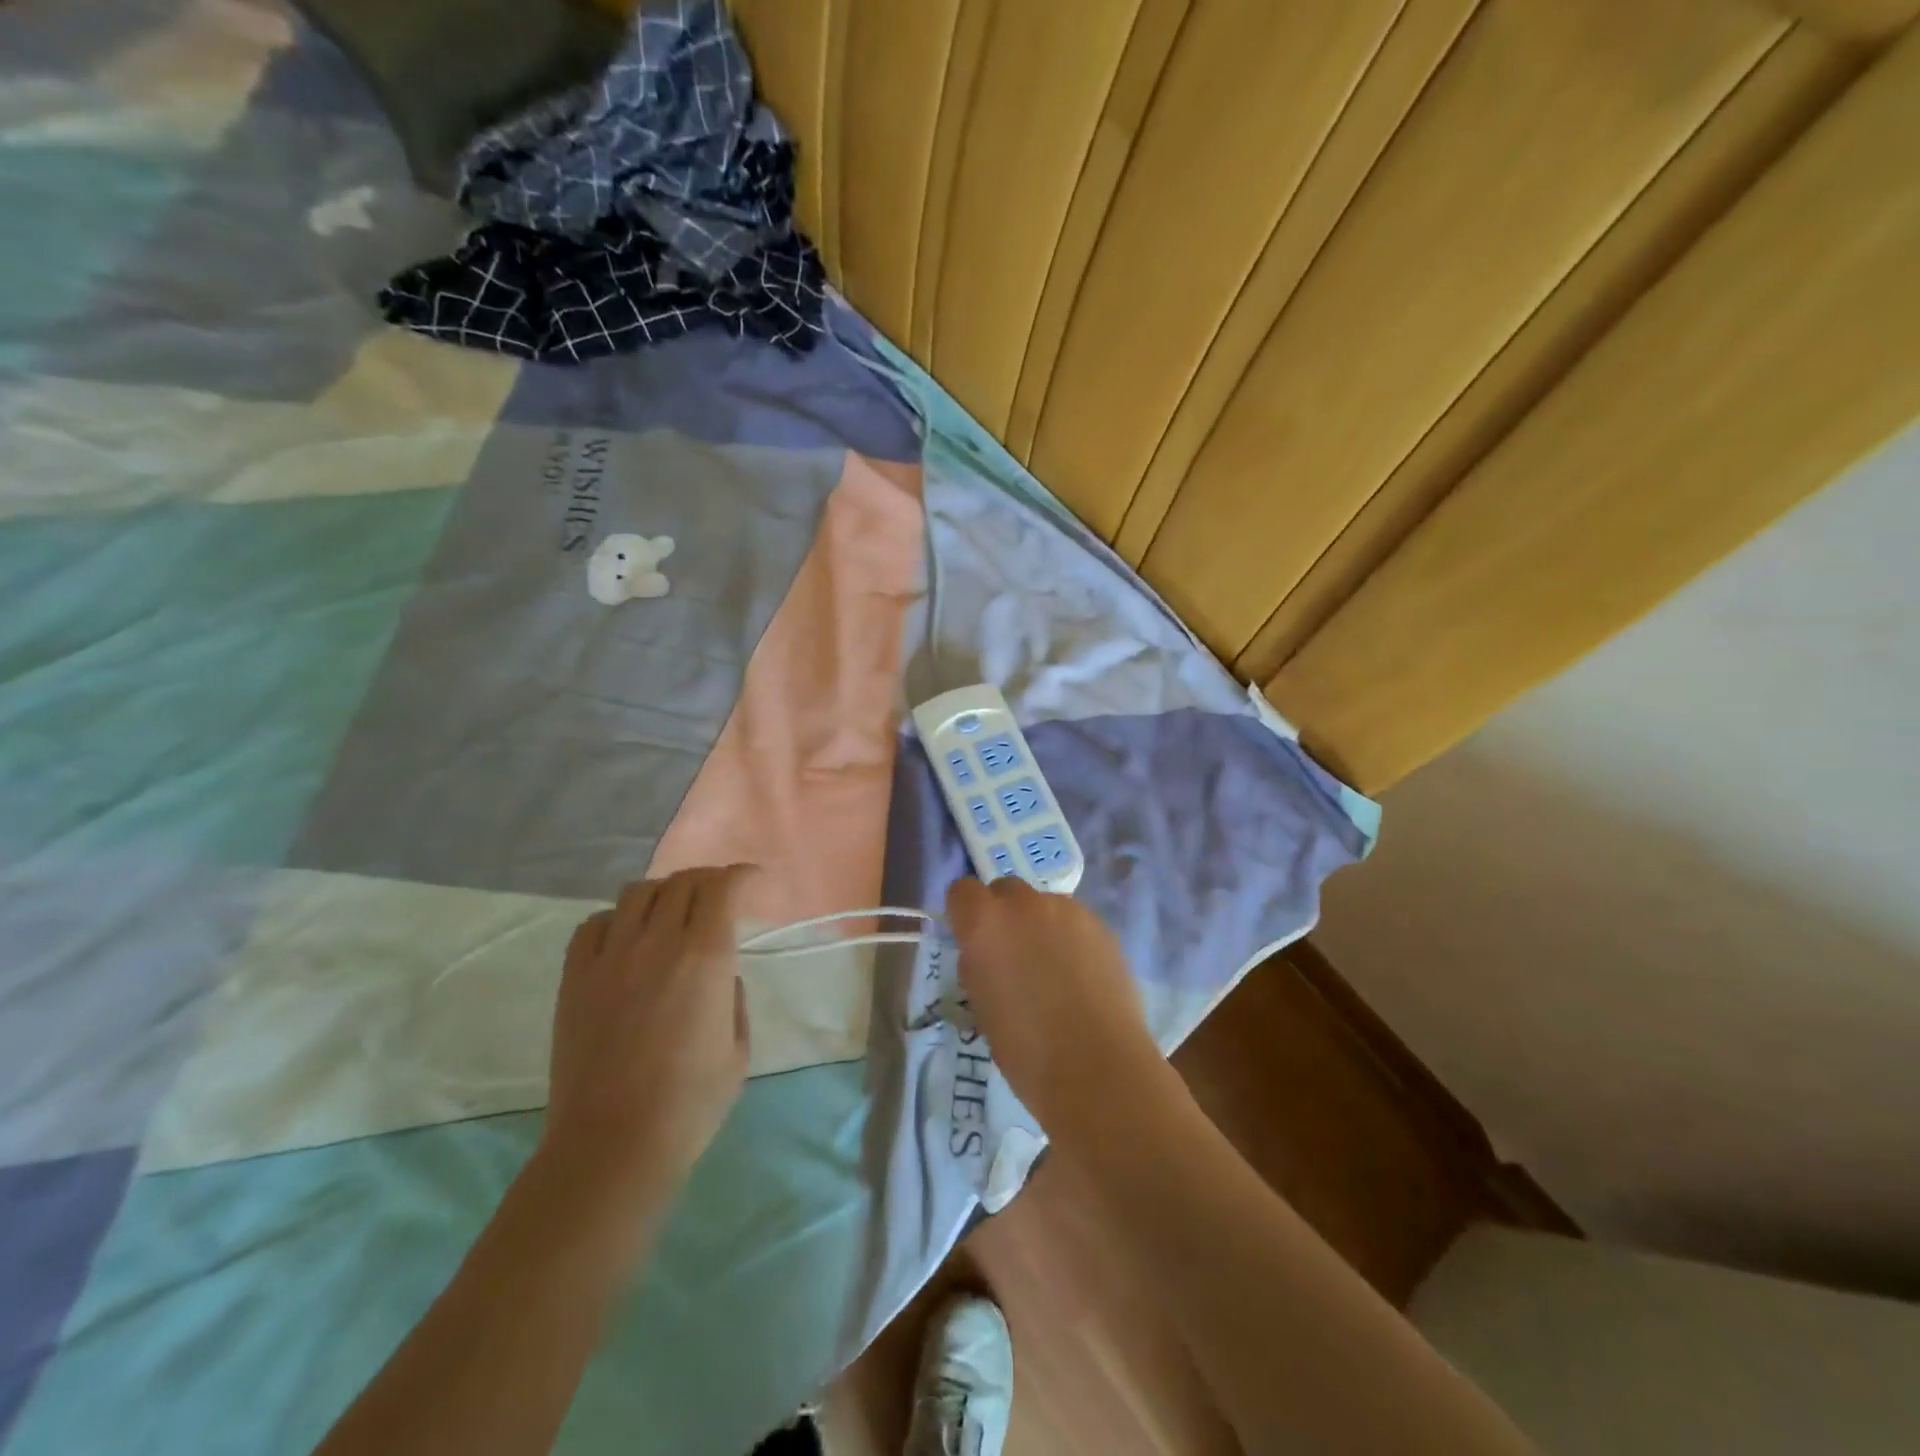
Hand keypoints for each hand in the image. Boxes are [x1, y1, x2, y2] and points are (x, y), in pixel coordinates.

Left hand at [542, 865, 754, 1192]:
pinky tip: (626, 940)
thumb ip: (733, 998)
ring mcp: (610, 957)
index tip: (753, 881)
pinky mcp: (575, 978)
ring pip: (637, 892)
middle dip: (707, 881)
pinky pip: (595, 924)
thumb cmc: (690, 1104)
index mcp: (705, 957)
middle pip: (683, 882)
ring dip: (663, 893)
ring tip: (671, 914)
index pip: (723, 887)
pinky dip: (618, 919)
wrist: (612, 1146)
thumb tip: (718, 975)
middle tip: (718, 898)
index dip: (742, 875)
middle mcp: (658, 943)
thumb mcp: (738, 1049)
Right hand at [945, 876, 1163, 1135]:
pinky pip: (1074, 922)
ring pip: (1043, 905)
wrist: (1098, 1068)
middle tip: (1012, 955)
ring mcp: (1068, 911)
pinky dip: (1070, 939)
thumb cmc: (1025, 1048)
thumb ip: (979, 964)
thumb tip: (987, 954)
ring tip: (1053, 970)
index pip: (962, 891)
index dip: (965, 914)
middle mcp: (1025, 904)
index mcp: (985, 922)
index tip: (972, 940)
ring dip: (1039, 926)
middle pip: (1005, 890)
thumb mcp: (982, 1004)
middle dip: (1003, 914)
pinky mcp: (1102, 926)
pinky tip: (1081, 977)